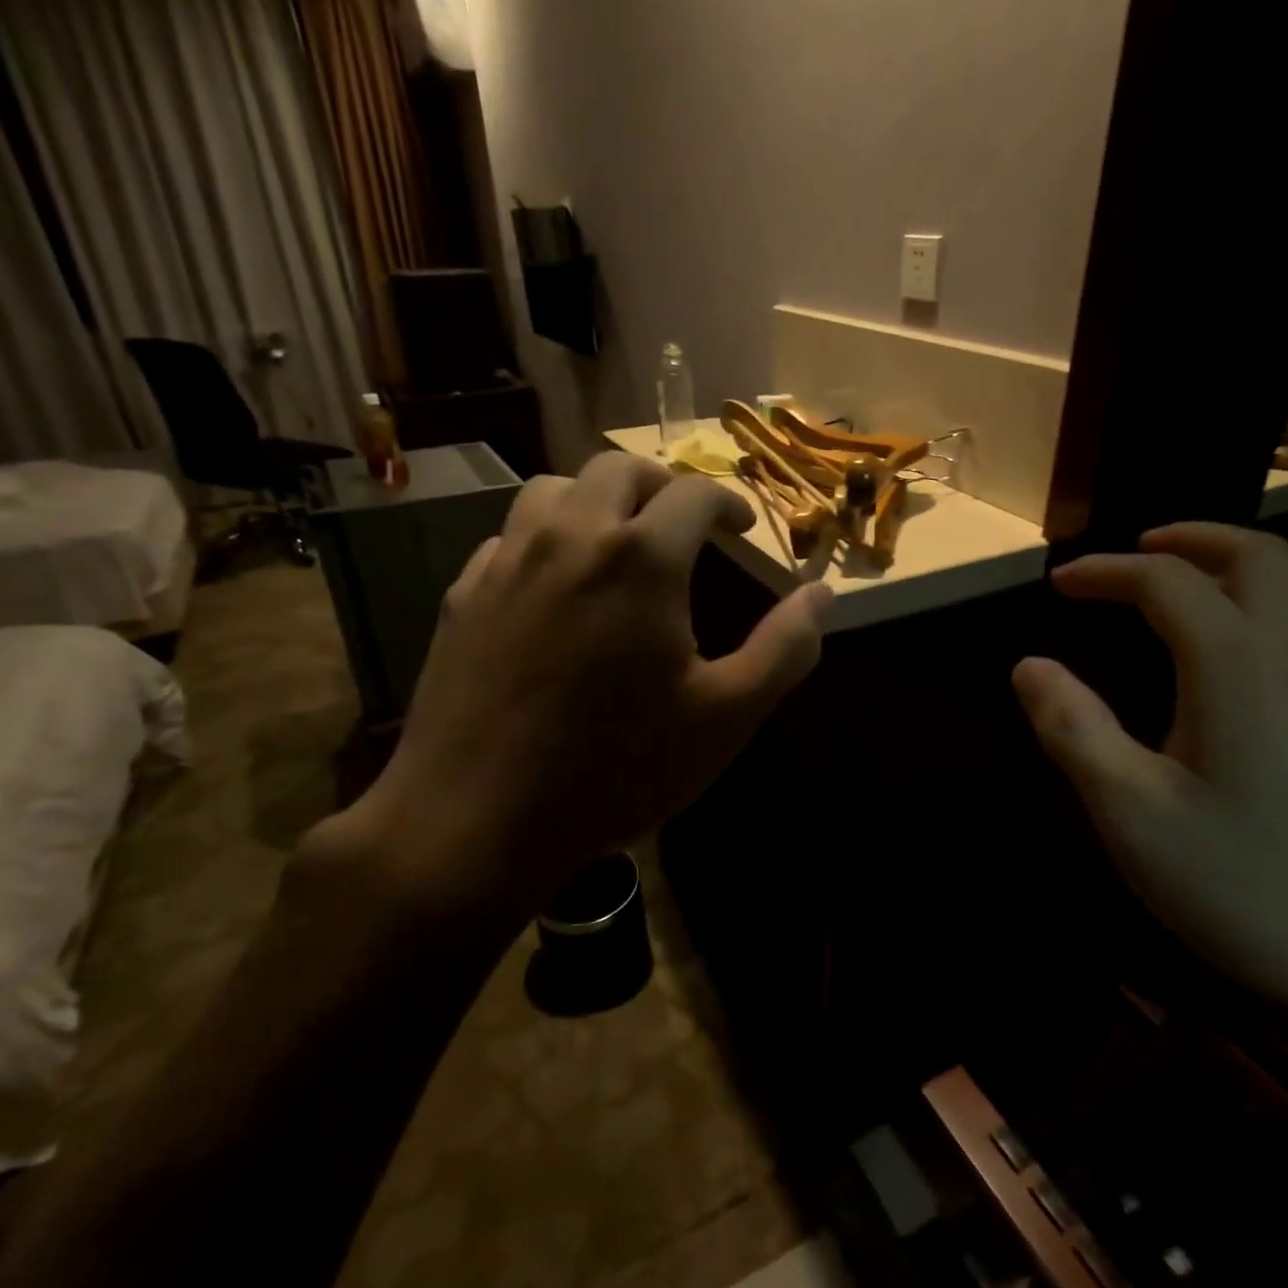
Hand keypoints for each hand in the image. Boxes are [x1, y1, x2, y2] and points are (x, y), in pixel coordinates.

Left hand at [331, 452, 831, 910]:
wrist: (478, 818)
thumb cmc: (617, 768)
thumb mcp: (725, 717)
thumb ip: (784, 649)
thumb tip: (823, 595)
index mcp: (641, 558)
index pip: (694, 492)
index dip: (728, 502)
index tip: (740, 527)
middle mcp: (570, 537)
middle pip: (619, 469)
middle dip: (662, 485)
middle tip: (683, 525)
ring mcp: (507, 561)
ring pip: (555, 489)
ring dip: (598, 499)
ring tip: (618, 540)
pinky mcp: (464, 593)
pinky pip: (510, 537)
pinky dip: (545, 538)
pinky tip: (555, 587)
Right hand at [1012, 523, 1287, 1062]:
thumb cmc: (1244, 890)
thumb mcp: (1130, 814)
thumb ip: (1073, 728)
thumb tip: (1029, 665)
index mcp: (1241, 667)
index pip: (1167, 582)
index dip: (1106, 571)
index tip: (1059, 582)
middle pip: (1255, 559)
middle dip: (1188, 539)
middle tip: (1132, 551)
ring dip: (1231, 571)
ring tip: (1180, 592)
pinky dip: (1264, 611)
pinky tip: (1238, 661)